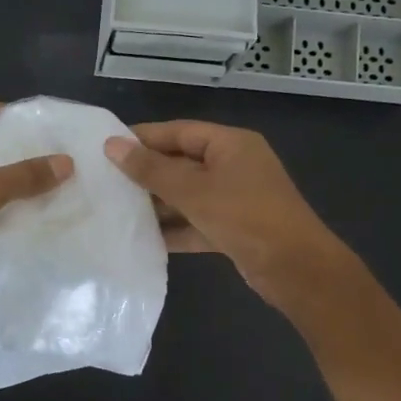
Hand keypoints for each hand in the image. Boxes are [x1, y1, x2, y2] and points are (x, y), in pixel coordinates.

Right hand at [103, 121, 347, 308]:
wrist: (295, 268)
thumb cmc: (245, 217)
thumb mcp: (194, 190)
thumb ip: (151, 170)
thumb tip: (112, 145)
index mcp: (231, 144)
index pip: (179, 131)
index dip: (144, 138)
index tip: (107, 147)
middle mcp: (234, 166)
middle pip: (182, 163)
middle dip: (147, 174)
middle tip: (106, 182)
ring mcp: (236, 199)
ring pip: (188, 195)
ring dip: (158, 204)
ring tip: (116, 210)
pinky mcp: (234, 229)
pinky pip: (196, 222)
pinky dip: (175, 229)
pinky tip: (143, 239)